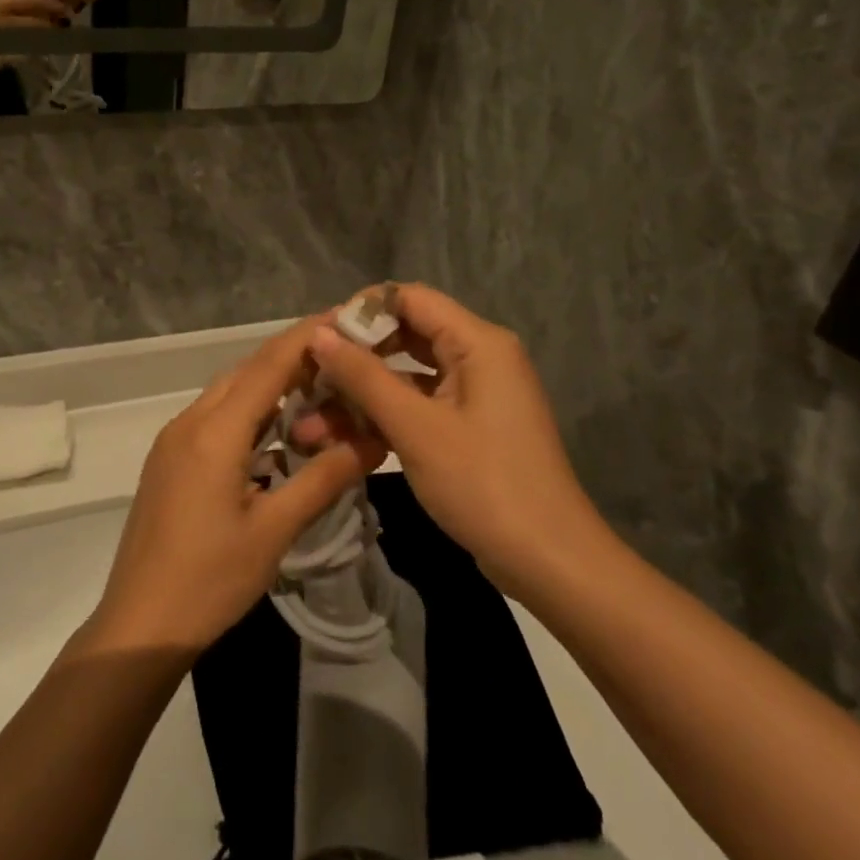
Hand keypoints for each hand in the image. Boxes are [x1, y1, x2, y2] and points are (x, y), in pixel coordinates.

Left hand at [89, 319, 384, 654]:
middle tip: (342, 359)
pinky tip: (276, 436)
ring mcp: (174, 441)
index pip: (268, 365)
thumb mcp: (275, 530)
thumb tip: (374, 439)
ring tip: (318, 391)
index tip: (344, 318)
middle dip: (293, 358)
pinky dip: (250, 414)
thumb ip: (324, 478)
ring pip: (229, 394)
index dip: (307, 337)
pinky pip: (215, 419)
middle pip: (247, 372)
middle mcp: (189, 422)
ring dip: (271, 387)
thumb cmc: (210, 580)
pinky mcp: (169, 461)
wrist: (139, 624)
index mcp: (214, 432)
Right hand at [304, 284, 615, 598]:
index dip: (361, 311)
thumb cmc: (483, 484)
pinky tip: (345, 435)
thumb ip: (364, 376)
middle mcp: (480, 356)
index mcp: (478, 342)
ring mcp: (476, 393)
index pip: (410, 298)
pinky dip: (386, 415)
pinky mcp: (470, 425)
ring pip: (409, 374)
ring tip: (313, 416)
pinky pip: (421, 404)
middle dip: (357, 355)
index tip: (318, 337)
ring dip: (364, 392)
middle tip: (311, 376)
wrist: (549, 561)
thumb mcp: (415, 428)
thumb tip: (319, 333)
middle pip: (407, 334)